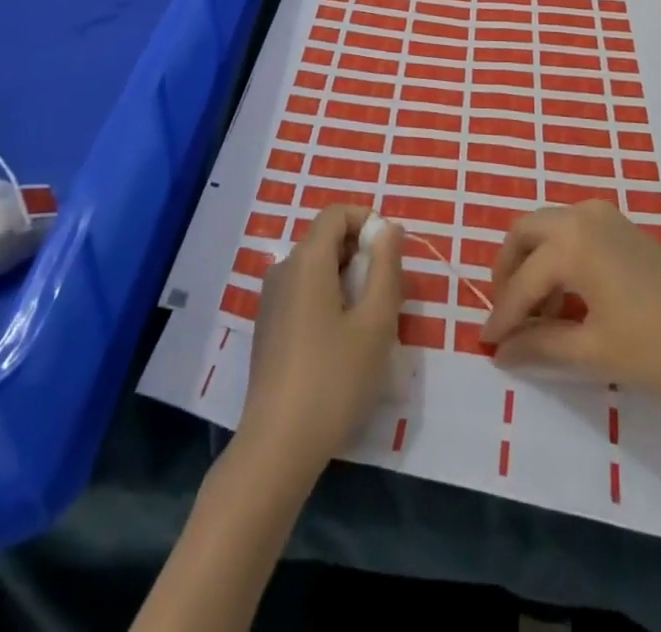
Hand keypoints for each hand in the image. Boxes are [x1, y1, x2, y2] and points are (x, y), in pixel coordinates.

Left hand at [238, 206, 403, 475]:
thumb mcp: (375, 323)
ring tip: (370, 322)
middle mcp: (283, 269)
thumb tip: (389, 228)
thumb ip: (386, 268)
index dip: (367, 221)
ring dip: (347, 280)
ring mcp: (271, 299)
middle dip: (361, 254)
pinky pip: (303, 293)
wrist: (277, 446)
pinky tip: (343, 343)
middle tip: (389, 293)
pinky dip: (328, 299)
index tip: (392, 252)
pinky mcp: (268, 327)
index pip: (337, 214)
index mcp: (307, 260)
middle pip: (326, 240)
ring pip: (316, 269)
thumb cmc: (334, 379)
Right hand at [480, 202, 660, 442]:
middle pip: (525, 232)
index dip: (502, 314)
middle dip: (508, 270)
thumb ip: (541, 345)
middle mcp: (581, 217)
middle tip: (505, 312)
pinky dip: (559, 258)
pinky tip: (570, 299)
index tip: (487, 343)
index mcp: (570, 243)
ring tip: (539, 314)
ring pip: (549, 229)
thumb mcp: (595, 351)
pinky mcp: (624, 229)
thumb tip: (502, 351)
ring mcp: (605, 218)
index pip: (521, 280)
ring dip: (534, 263)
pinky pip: (574, 233)